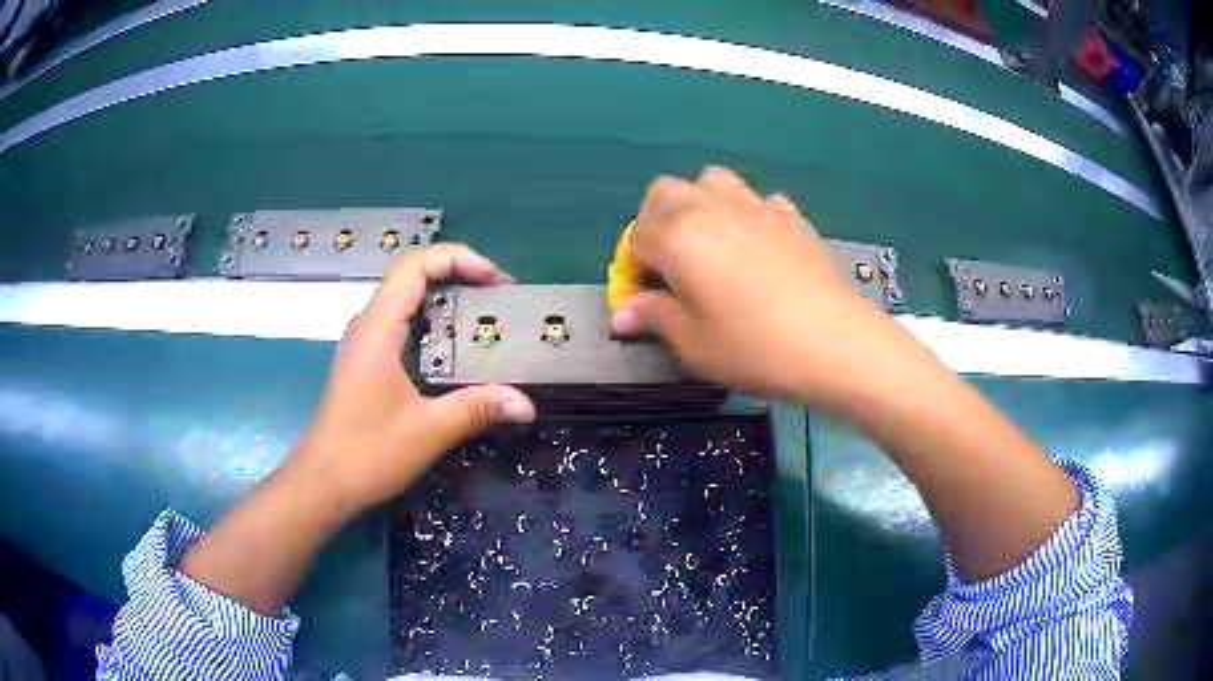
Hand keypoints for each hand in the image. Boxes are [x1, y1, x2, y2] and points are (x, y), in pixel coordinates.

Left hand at [285, 244, 535, 519]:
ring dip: (446, 298)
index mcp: (379, 327)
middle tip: (499, 298)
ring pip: (406, 300)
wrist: (321, 482)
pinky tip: (455, 351)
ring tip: (484, 317)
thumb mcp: (429, 430)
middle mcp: (369, 325)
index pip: (416, 265)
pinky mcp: (365, 363)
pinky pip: (402, 325)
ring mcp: (365, 343)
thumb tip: (526, 404)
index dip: (459, 259)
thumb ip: (477, 409)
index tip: (496, 280)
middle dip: (458, 274)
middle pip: (412, 275)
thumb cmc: (367, 452)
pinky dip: (433, 324)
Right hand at [610, 166, 945, 414]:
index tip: (645, 300)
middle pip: (665, 192)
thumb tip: (622, 313)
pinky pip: (757, 200)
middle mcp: (711, 208)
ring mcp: (755, 206)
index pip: (636, 238)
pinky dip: (747, 214)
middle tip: (670, 264)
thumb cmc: (757, 349)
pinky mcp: (790, 216)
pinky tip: (757, 247)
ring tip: (710, 244)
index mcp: (679, 237)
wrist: (835, 343)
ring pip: (711, 181)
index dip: (633, 269)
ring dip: (699, 204)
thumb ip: (655, 318)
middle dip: (656, 222)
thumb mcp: (695, 345)